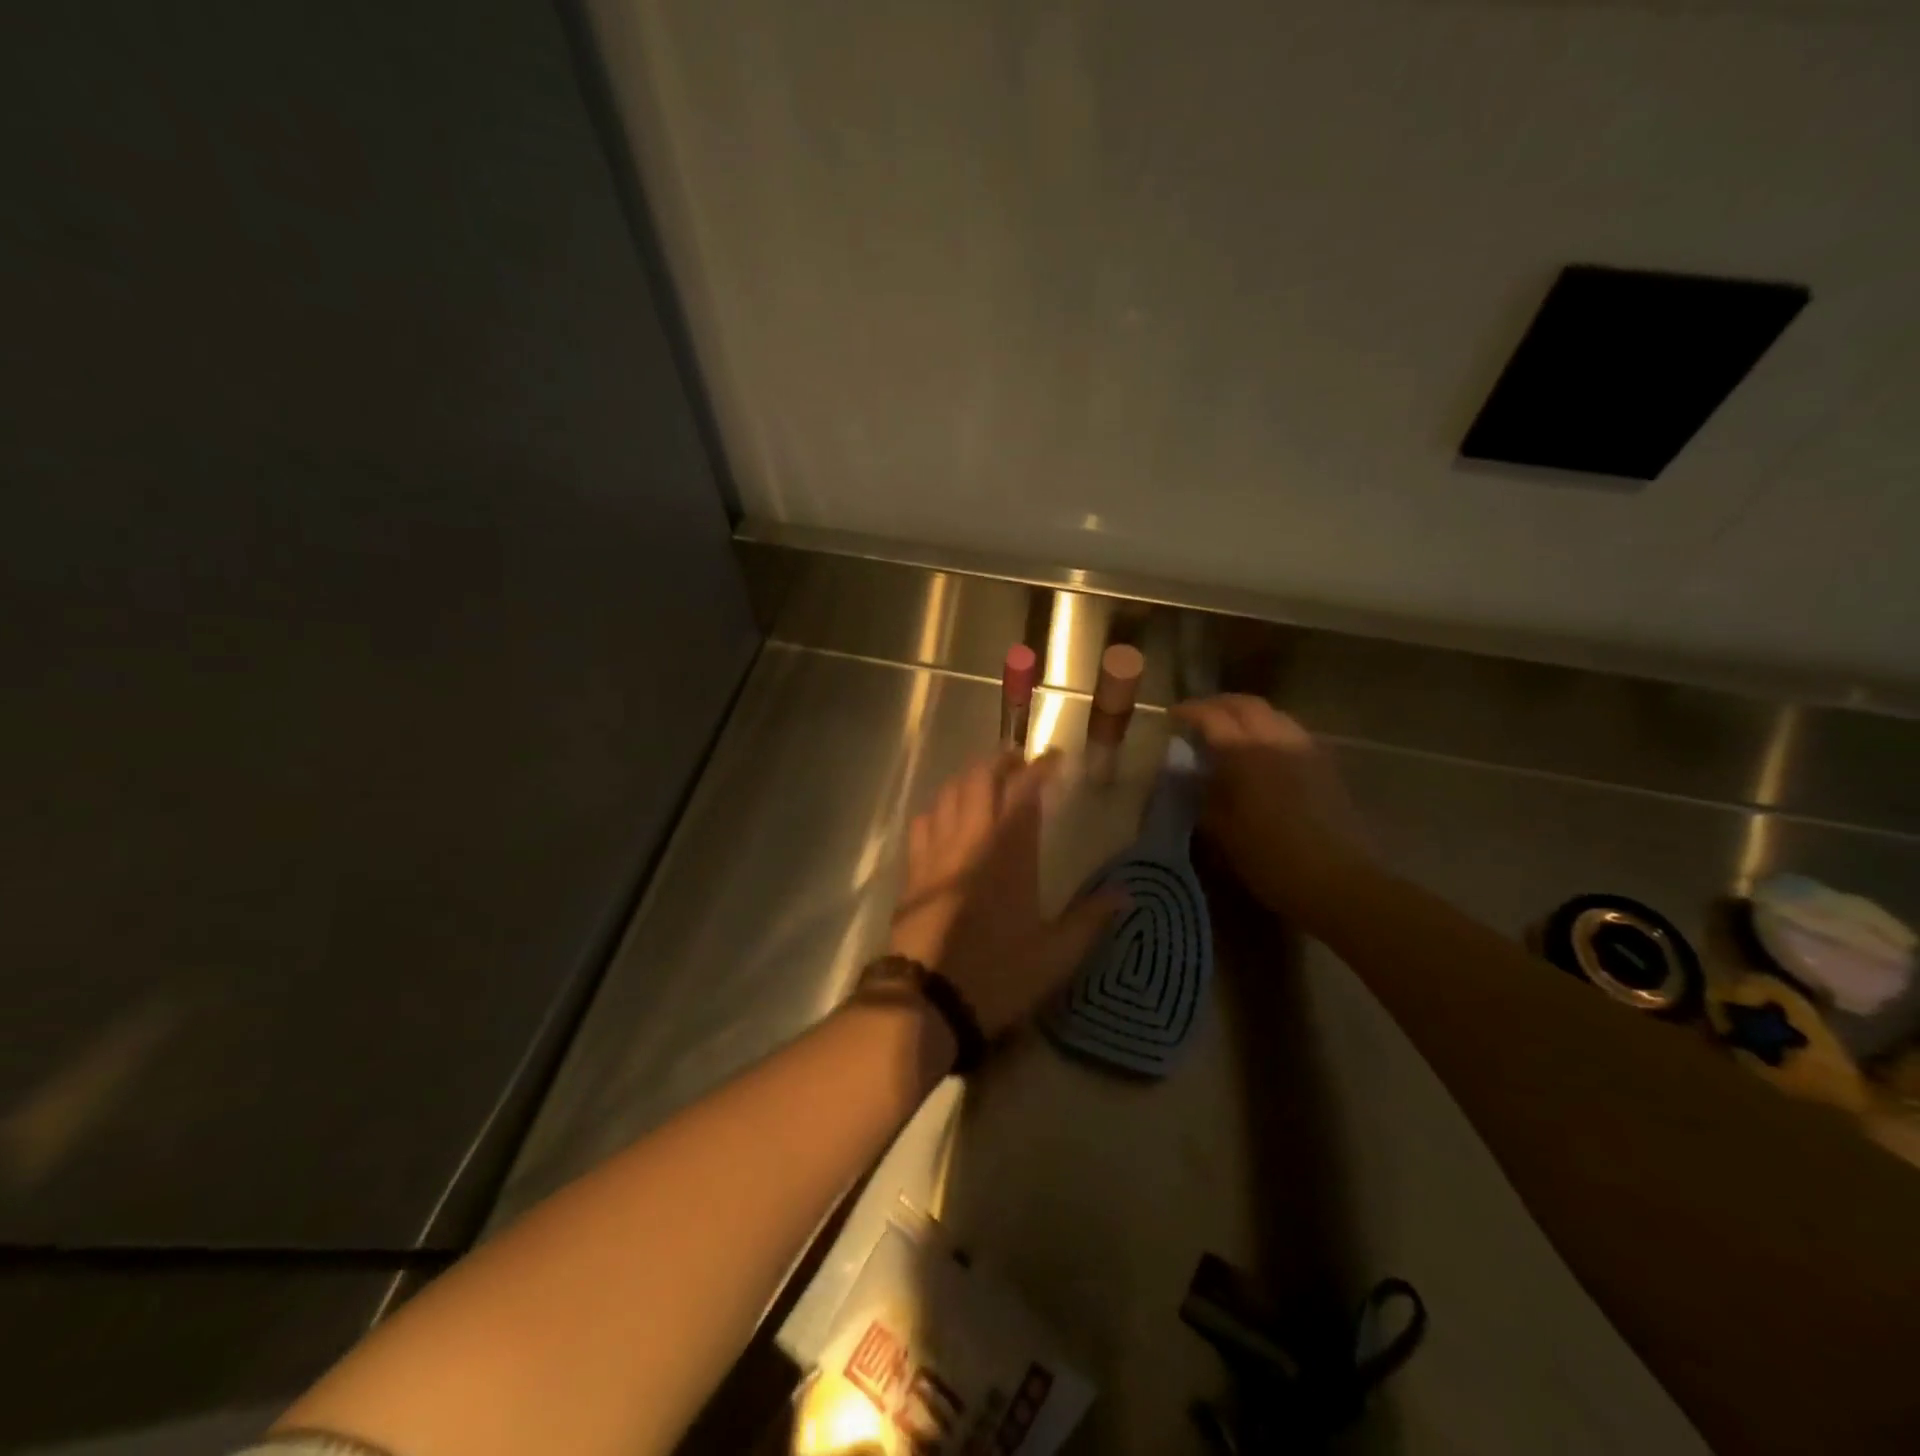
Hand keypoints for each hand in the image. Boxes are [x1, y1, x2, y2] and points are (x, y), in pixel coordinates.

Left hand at [888, 753, 1125, 1038]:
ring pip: (948, 793)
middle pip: (979, 779)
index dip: (1040, 768)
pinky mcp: (914, 870)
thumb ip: (1091, 918)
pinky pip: (923, 822)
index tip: (1055, 759)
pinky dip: (939, 807)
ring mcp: (937, 852)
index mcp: (1009, 852)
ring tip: (985, 784)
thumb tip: (1127, 893)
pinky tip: (946, 818)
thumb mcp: (1055, 954)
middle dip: (1000, 762)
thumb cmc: (997, 974)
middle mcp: (971, 839)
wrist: (927, 1000)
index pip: (1024, 791)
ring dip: (968, 779)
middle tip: (1018, 763)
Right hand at [1170, 695, 1375, 927]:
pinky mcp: (1325, 765)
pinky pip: (1291, 732)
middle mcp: (1276, 740)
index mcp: (1245, 753)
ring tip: (1229, 729)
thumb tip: (1192, 773)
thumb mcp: (1221, 829)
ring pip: (1273, 714)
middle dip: (1218, 704)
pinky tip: (1261, 750)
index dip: (1189, 712)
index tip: (1172, 716)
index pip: (1212, 717)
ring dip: (1246, 714)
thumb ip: (1204, 793)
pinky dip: (1268, 729)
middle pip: (1246, 705)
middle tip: (1198, 715)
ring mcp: (1305, 749)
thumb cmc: (1269, 858)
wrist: (1335, 880)